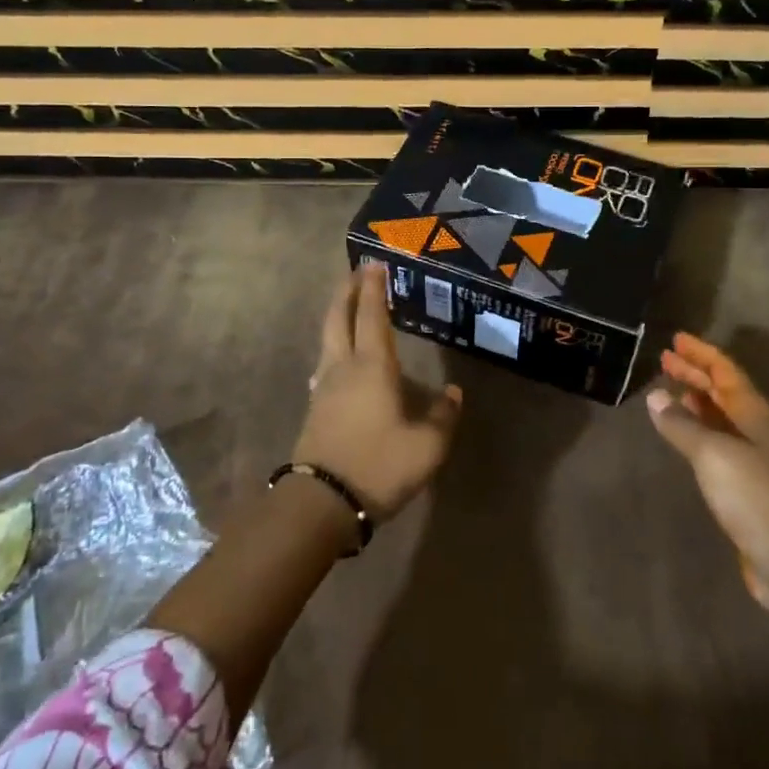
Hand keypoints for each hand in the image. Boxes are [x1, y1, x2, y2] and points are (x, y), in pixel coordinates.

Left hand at [294, 261, 462, 520]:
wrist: (321, 504)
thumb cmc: (378, 466)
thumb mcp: (427, 446)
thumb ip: (443, 416)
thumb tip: (454, 394)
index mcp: (372, 367)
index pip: (372, 316)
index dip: (374, 289)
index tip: (375, 264)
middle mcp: (343, 368)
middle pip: (338, 318)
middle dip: (347, 292)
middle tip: (357, 273)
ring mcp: (323, 388)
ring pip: (328, 339)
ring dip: (338, 316)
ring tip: (349, 308)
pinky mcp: (315, 408)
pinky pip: (325, 363)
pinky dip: (334, 345)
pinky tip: (340, 360)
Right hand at [648, 332, 768, 616]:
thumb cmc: (754, 496)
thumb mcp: (712, 453)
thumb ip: (681, 423)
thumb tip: (656, 395)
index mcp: (754, 414)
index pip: (726, 371)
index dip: (701, 353)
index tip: (676, 339)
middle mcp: (756, 430)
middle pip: (723, 391)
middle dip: (695, 373)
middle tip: (665, 359)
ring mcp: (753, 460)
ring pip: (720, 418)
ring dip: (695, 400)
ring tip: (669, 389)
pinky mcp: (745, 488)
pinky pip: (716, 444)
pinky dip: (697, 431)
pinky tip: (682, 435)